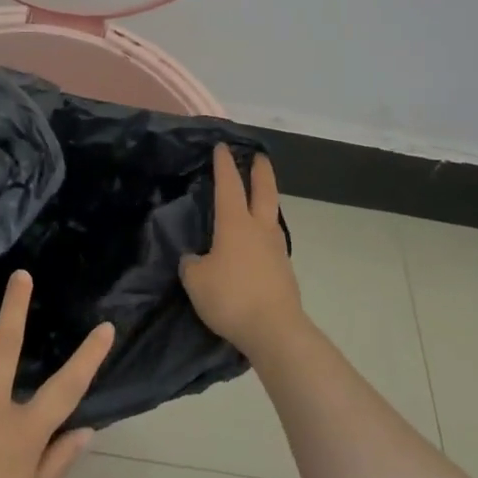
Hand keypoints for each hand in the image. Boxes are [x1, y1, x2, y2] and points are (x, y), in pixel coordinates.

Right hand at [181, 148, 305, 359]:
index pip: (228, 185)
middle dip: (260, 171)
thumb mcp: (196, 280)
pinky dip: (264, 232)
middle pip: (264, 191)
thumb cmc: (231, 297)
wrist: (275, 331)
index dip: (224, 165)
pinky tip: (257, 242)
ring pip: (271, 216)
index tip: (222, 147)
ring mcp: (276, 250)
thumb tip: (197, 259)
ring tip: (258, 199)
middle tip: (258, 156)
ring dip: (266, 201)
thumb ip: (192, 264)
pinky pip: (272, 241)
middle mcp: (259, 229)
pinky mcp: (284, 271)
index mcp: (235, 224)